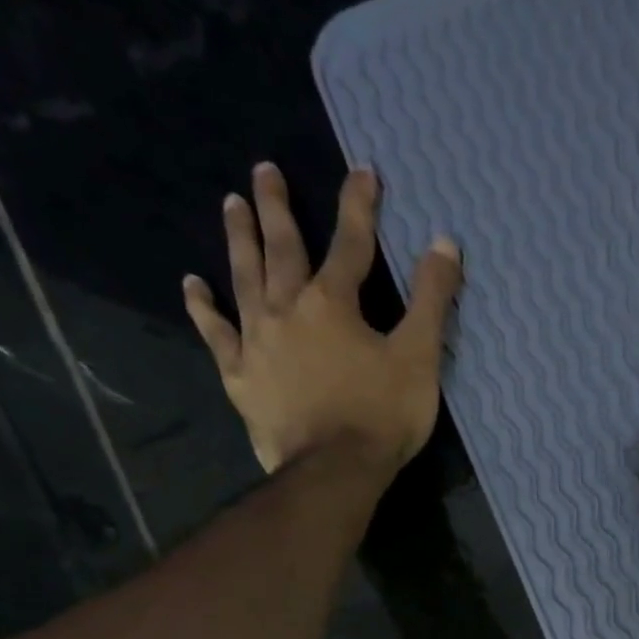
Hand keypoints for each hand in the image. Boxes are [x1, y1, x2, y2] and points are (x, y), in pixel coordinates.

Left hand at [183, 162, 461, 478]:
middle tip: (265, 169)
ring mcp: (257, 341)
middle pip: (282, 249)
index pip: (350, 244)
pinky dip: (204, 308)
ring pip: (243, 278)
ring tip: (231, 204)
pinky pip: (216, 333)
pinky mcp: (240, 375)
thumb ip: (432, 300)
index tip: (363, 171)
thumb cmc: (383, 414)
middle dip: (278, 207)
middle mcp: (287, 309)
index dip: (359, 206)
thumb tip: (444, 243)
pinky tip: (193, 286)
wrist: (335, 469)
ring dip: (238, 239)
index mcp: (333, 303)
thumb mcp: (420, 357)